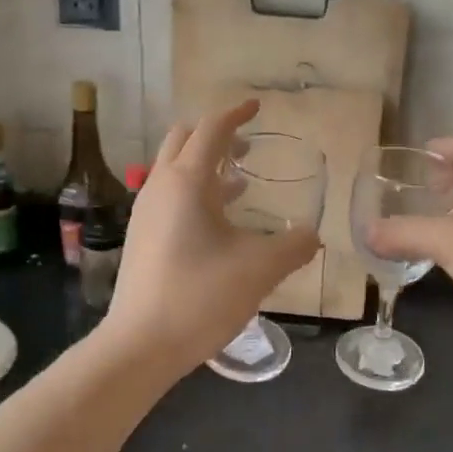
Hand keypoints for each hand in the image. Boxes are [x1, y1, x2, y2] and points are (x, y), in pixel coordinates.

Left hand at [105, 100, 320, 374]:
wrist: (139, 345)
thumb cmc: (199, 296)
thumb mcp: (259, 269)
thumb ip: (293, 246)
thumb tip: (313, 235)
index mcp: (186, 181)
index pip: (211, 129)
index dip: (236, 113)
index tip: (257, 106)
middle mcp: (160, 186)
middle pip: (183, 139)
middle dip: (215, 135)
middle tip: (247, 147)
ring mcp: (146, 212)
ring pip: (174, 168)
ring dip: (204, 165)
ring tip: (239, 183)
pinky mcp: (141, 236)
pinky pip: (169, 195)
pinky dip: (194, 192)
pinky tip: (218, 222)